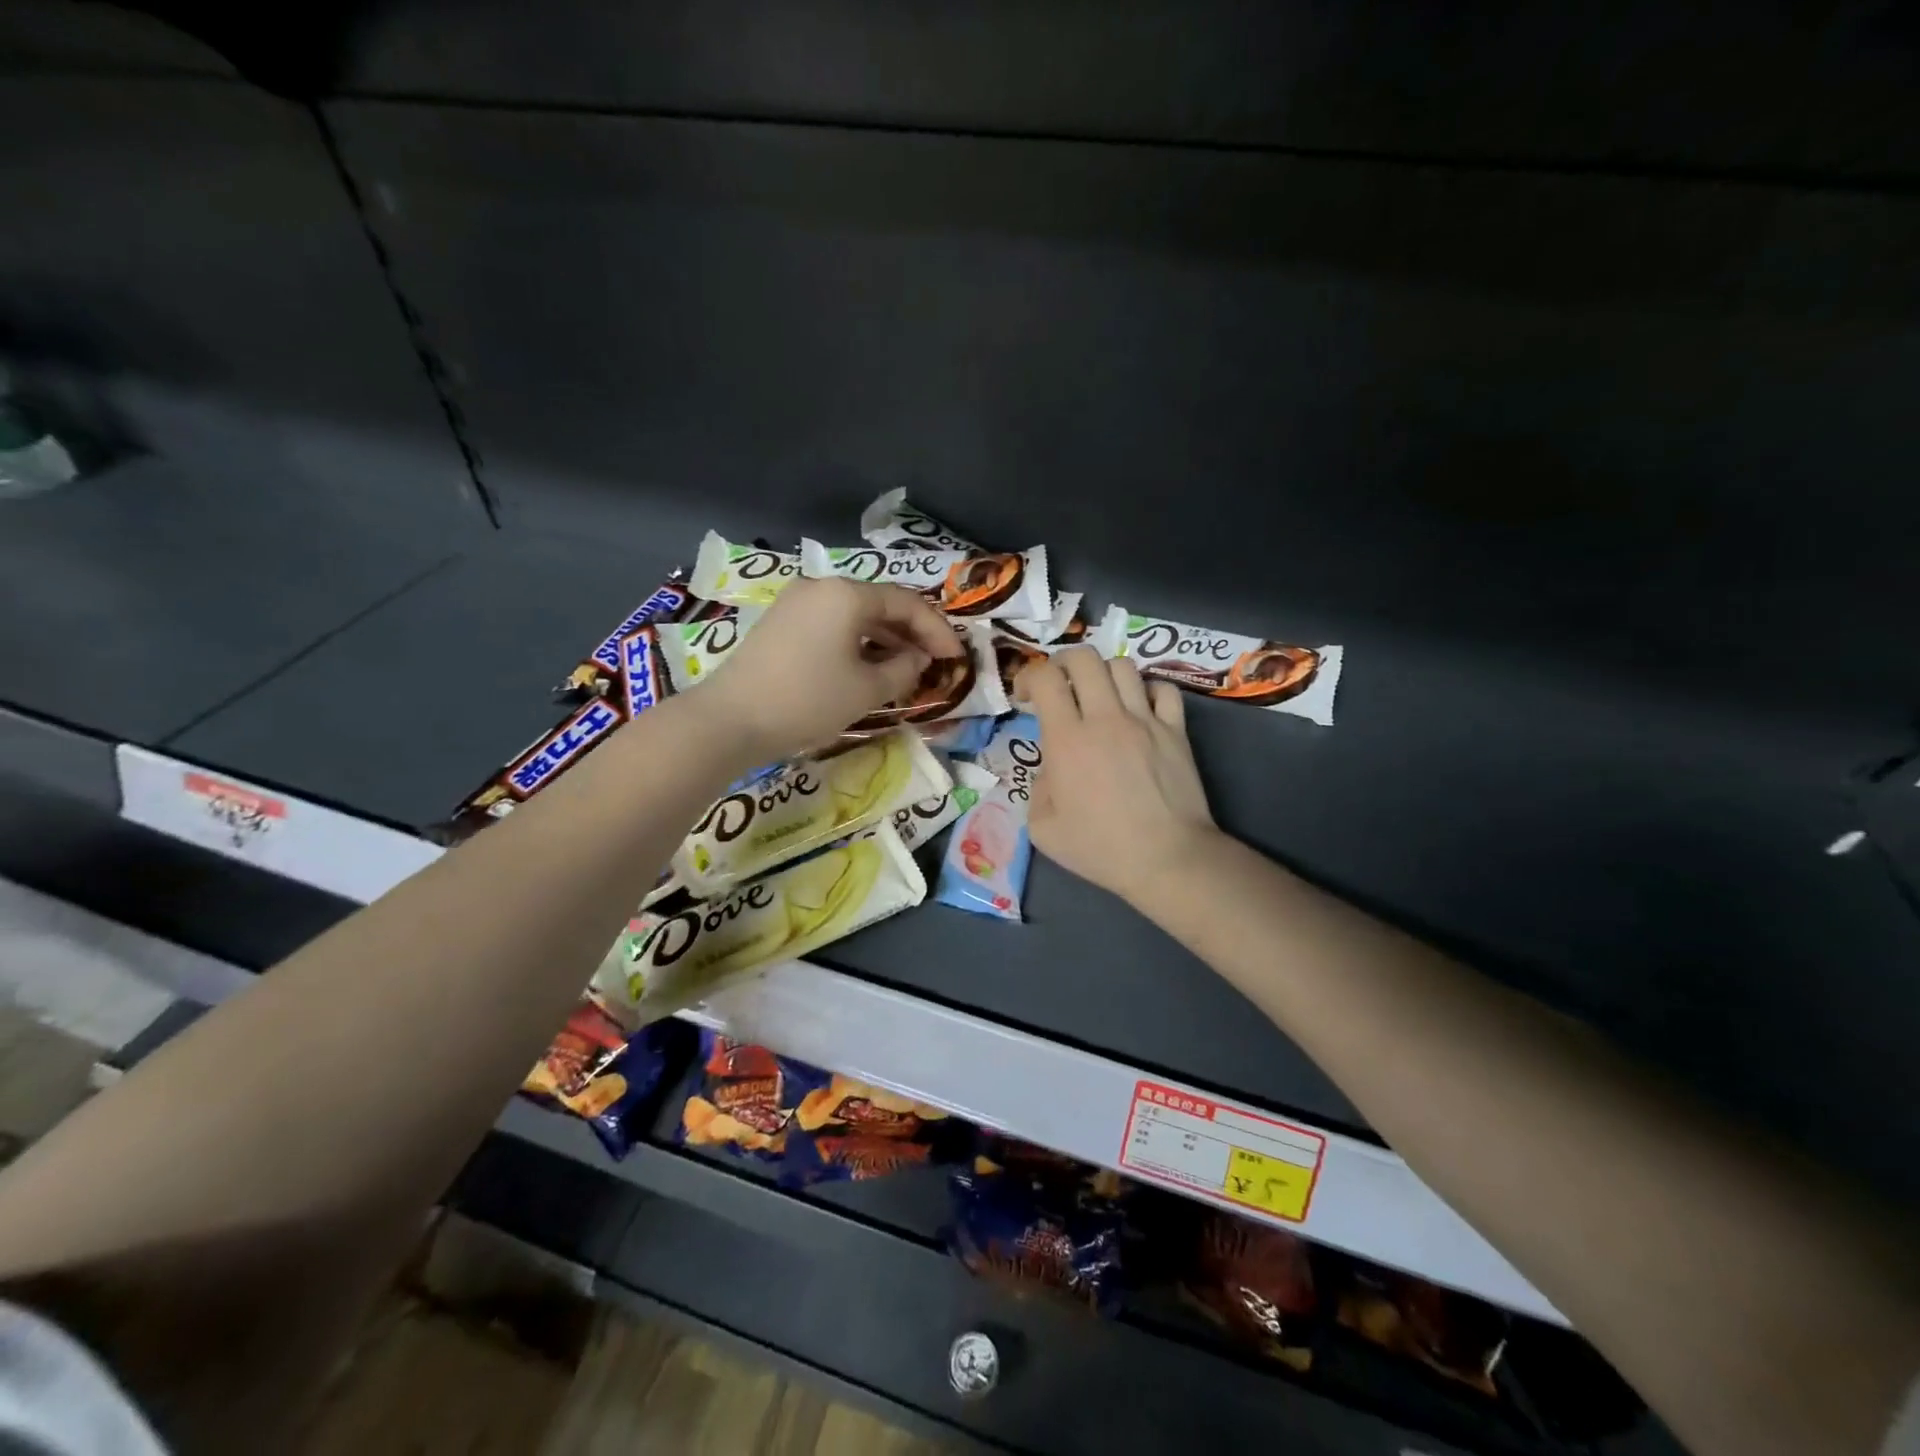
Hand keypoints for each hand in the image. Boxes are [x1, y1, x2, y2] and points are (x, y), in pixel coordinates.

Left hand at [699, 576, 963, 762]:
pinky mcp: (781, 623)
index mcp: (847, 594)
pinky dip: (857, 642)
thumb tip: (917, 659)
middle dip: (912, 633)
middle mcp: (822, 587)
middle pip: (880, 604)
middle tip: (935, 662)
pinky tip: (868, 667)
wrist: (730, 719)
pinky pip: (832, 625)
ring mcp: (797, 603)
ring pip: (855, 615)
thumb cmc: (808, 700)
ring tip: (906, 669)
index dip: (937, 630)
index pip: (907, 603)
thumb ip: (904, 669)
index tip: (956, 658)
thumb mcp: (867, 689)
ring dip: (885, 639)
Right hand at [1020, 647, 1219, 905]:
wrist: (1166, 858)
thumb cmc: (1100, 848)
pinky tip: (1140, 709)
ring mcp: (1145, 720)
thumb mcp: (1043, 829)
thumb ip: (1037, 789)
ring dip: (1103, 674)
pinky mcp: (1176, 730)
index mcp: (1067, 739)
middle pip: (1084, 658)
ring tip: (1100, 696)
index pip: (1045, 678)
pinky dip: (1147, 690)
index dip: (1028, 677)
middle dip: (1063, 663)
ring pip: (1123, 666)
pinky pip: (1163, 688)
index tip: (1025, 698)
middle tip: (1059, 686)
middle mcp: (1105, 718)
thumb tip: (1051, 770)